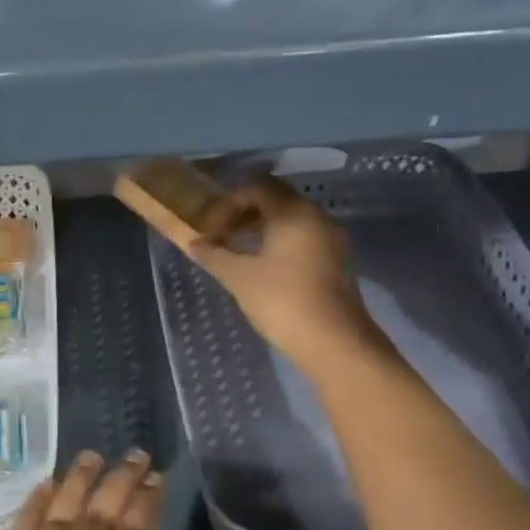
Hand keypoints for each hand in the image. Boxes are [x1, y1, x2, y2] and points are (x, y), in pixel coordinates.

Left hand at [0, 452, 167, 529]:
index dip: (146, 505)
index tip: (156, 478)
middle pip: (99, 515)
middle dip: (120, 481)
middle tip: (135, 453)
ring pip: (59, 511)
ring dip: (78, 480)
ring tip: (94, 455)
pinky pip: (20, 527)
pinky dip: (35, 502)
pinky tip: (46, 485)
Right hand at [187, 176, 385, 371]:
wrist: (334, 342)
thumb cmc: (282, 301)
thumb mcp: (239, 277)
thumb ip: (214, 255)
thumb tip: (193, 243)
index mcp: (293, 212)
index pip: (256, 187)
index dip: (228, 205)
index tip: (211, 231)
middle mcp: (316, 216)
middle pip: (277, 199)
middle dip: (244, 213)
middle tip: (222, 236)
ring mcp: (331, 238)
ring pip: (292, 219)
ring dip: (262, 228)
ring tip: (239, 252)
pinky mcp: (337, 260)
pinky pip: (304, 237)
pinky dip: (280, 242)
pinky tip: (264, 267)